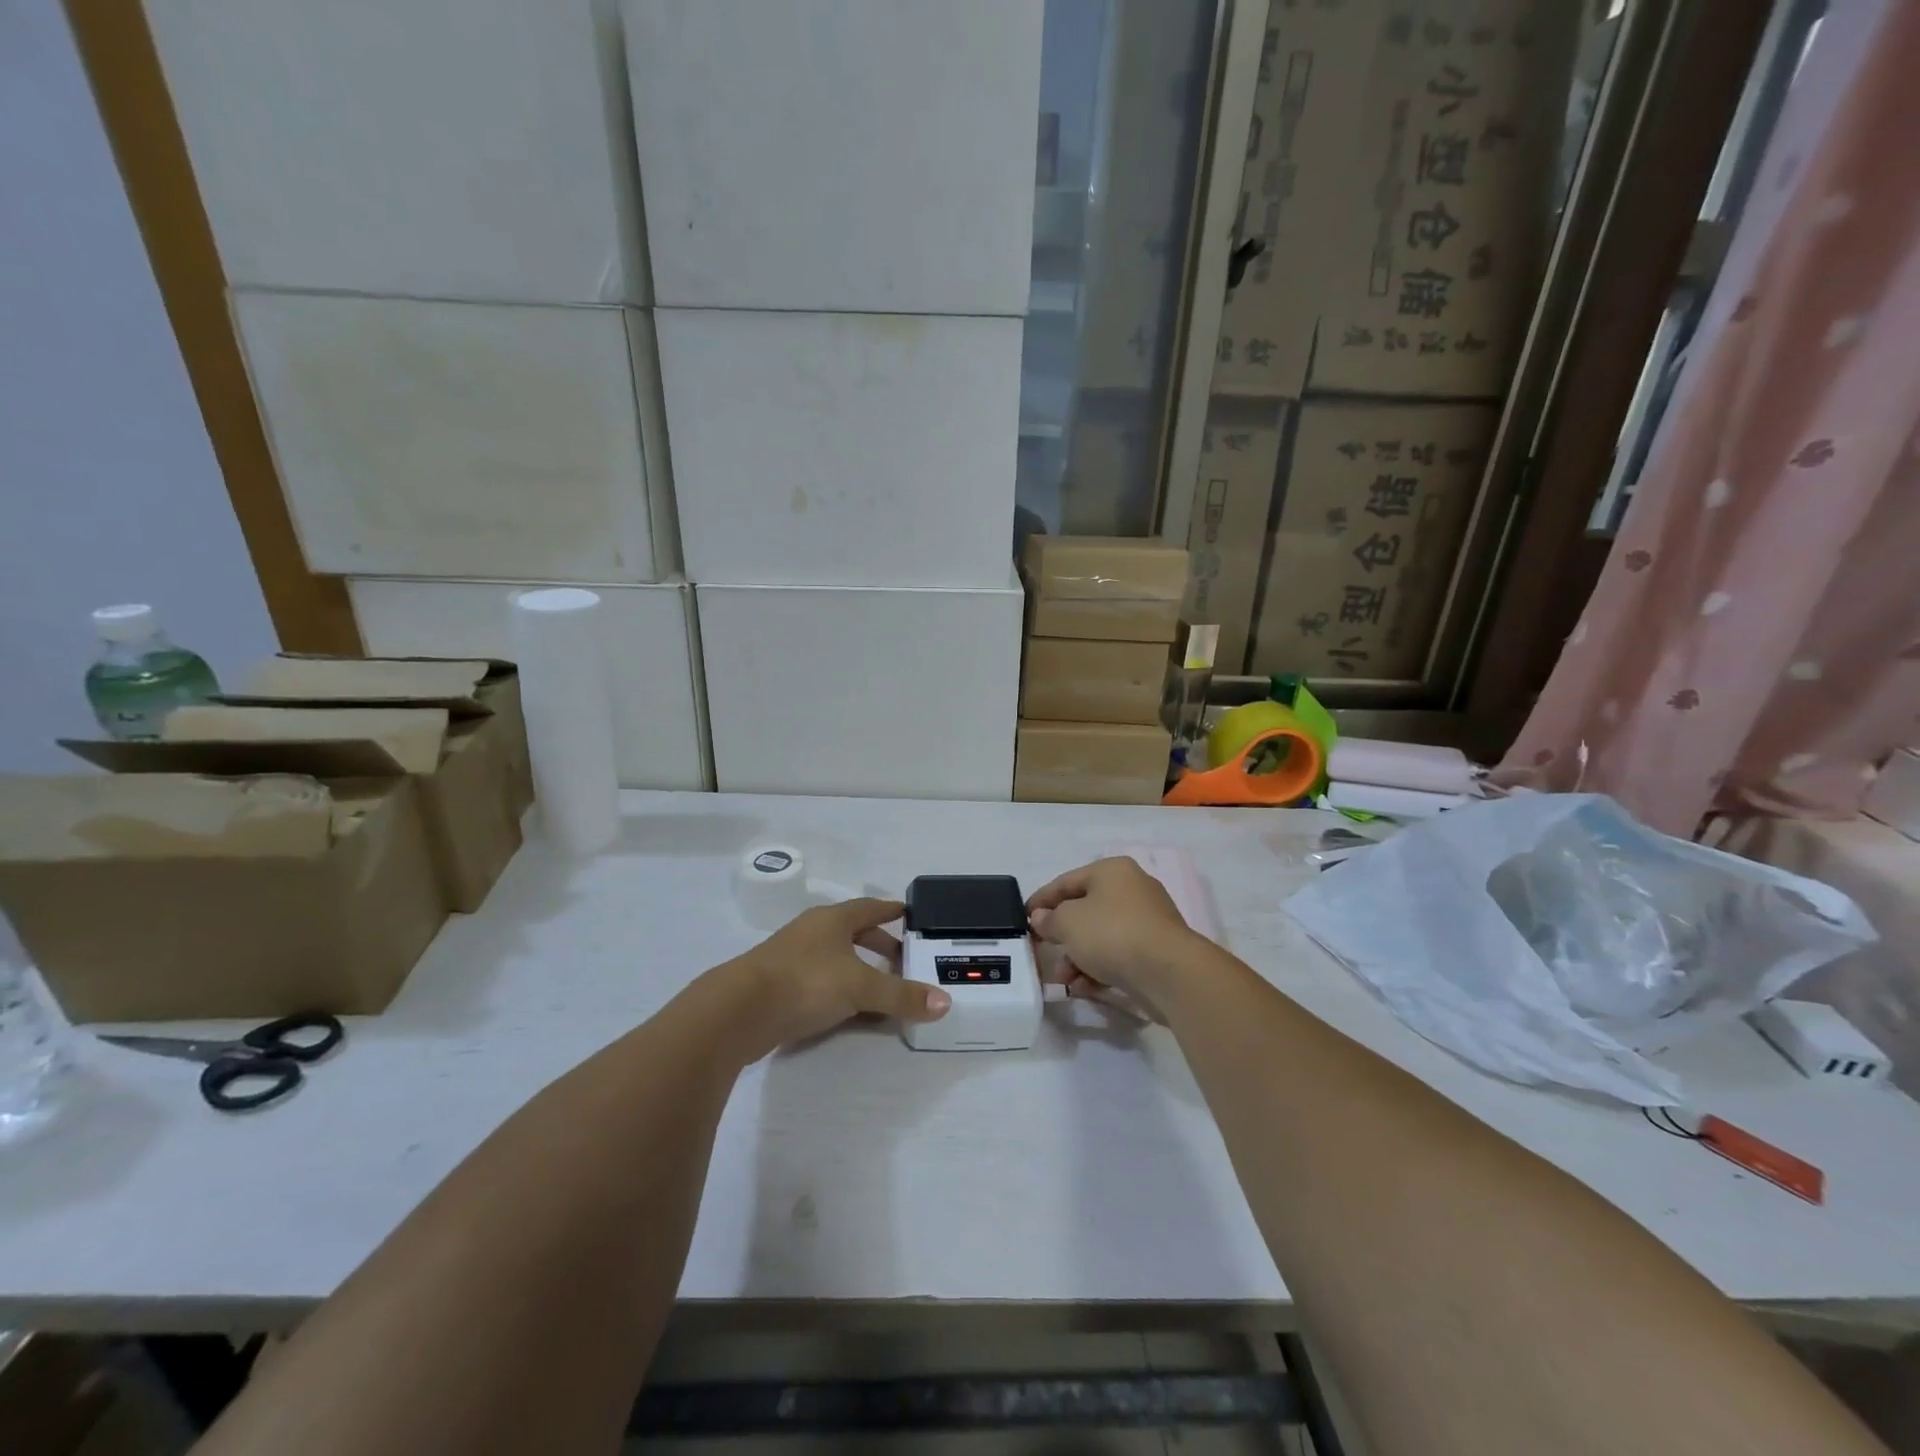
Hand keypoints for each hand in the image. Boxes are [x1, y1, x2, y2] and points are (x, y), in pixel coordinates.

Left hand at [728, 898, 949, 1054]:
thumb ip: (901, 996)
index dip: (891, 911)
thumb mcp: (860, 988)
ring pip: (835, 957)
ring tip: (880, 986)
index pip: (870, 908)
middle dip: (878, 944)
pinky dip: (839, 987)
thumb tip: (945, 1003)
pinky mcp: (778, 985)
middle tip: (903, 959)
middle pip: (852, 932)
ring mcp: (791, 957)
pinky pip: (819, 980)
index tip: (909, 913)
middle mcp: (812, 932)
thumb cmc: (804, 983)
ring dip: (858, 967)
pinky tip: (847, 1008)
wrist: (737, 1011)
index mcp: (832, 920)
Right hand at [1027, 857, 1197, 1012]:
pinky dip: (1099, 969)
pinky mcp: (1156, 951)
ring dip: (1077, 958)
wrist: (1168, 973)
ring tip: (1064, 981)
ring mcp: (1147, 921)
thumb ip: (1049, 919)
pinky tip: (1084, 988)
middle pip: (1085, 911)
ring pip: (1100, 937)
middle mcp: (1132, 889)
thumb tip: (1041, 918)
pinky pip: (1118, 955)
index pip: (1066, 881)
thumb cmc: (1112, 933)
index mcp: (1112, 871)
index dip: (1041, 900)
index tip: (1023, 919)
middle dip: (1061, 936)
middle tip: (1042, 953)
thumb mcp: (1068, 922)